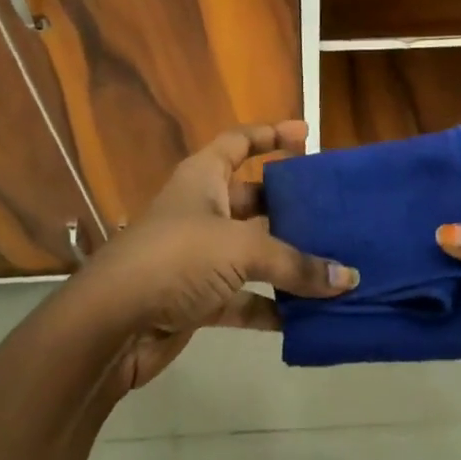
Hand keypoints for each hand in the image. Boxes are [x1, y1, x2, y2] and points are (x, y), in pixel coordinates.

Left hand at [64, 121, 356, 390]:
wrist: (110, 326)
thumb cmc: (176, 258)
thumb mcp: (240, 249)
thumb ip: (296, 263)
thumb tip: (349, 279)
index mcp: (204, 178)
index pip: (239, 141)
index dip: (270, 133)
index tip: (307, 134)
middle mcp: (202, 210)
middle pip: (254, 199)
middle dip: (291, 205)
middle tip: (333, 210)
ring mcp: (198, 257)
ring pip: (252, 251)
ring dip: (287, 261)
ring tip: (332, 264)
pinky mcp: (197, 300)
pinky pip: (244, 298)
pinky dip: (271, 305)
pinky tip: (305, 316)